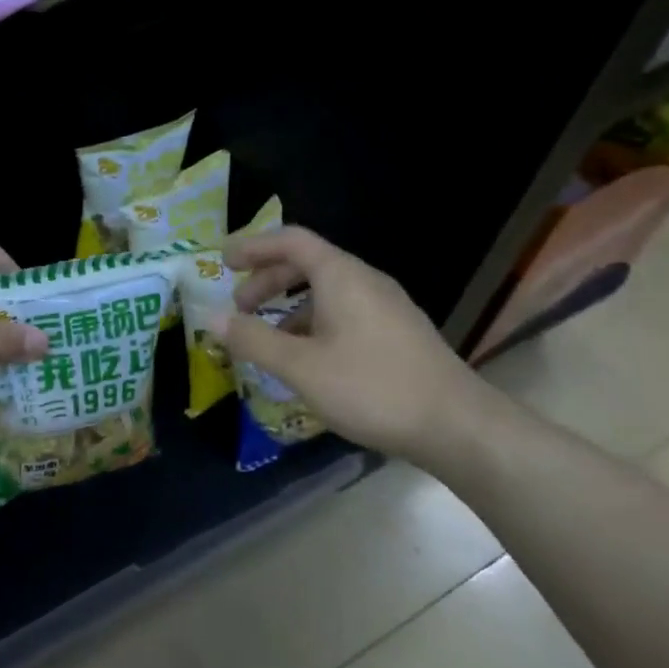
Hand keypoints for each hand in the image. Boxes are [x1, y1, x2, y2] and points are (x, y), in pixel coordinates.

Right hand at [222, 226, 486, 466]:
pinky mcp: (396, 334)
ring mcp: (386, 307)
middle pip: (307, 264)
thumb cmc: (372, 388)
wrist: (457, 426)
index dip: (254, 246)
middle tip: (238, 308)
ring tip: (266, 339)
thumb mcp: (301, 367)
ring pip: (326, 292)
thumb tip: (211, 317)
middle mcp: (365, 282)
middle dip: (267, 281)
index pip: (292, 241)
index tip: (223, 262)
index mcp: (342, 276)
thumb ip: (253, 340)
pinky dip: (313, 324)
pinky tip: (306, 360)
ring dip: (288, 307)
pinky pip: (343, 313)